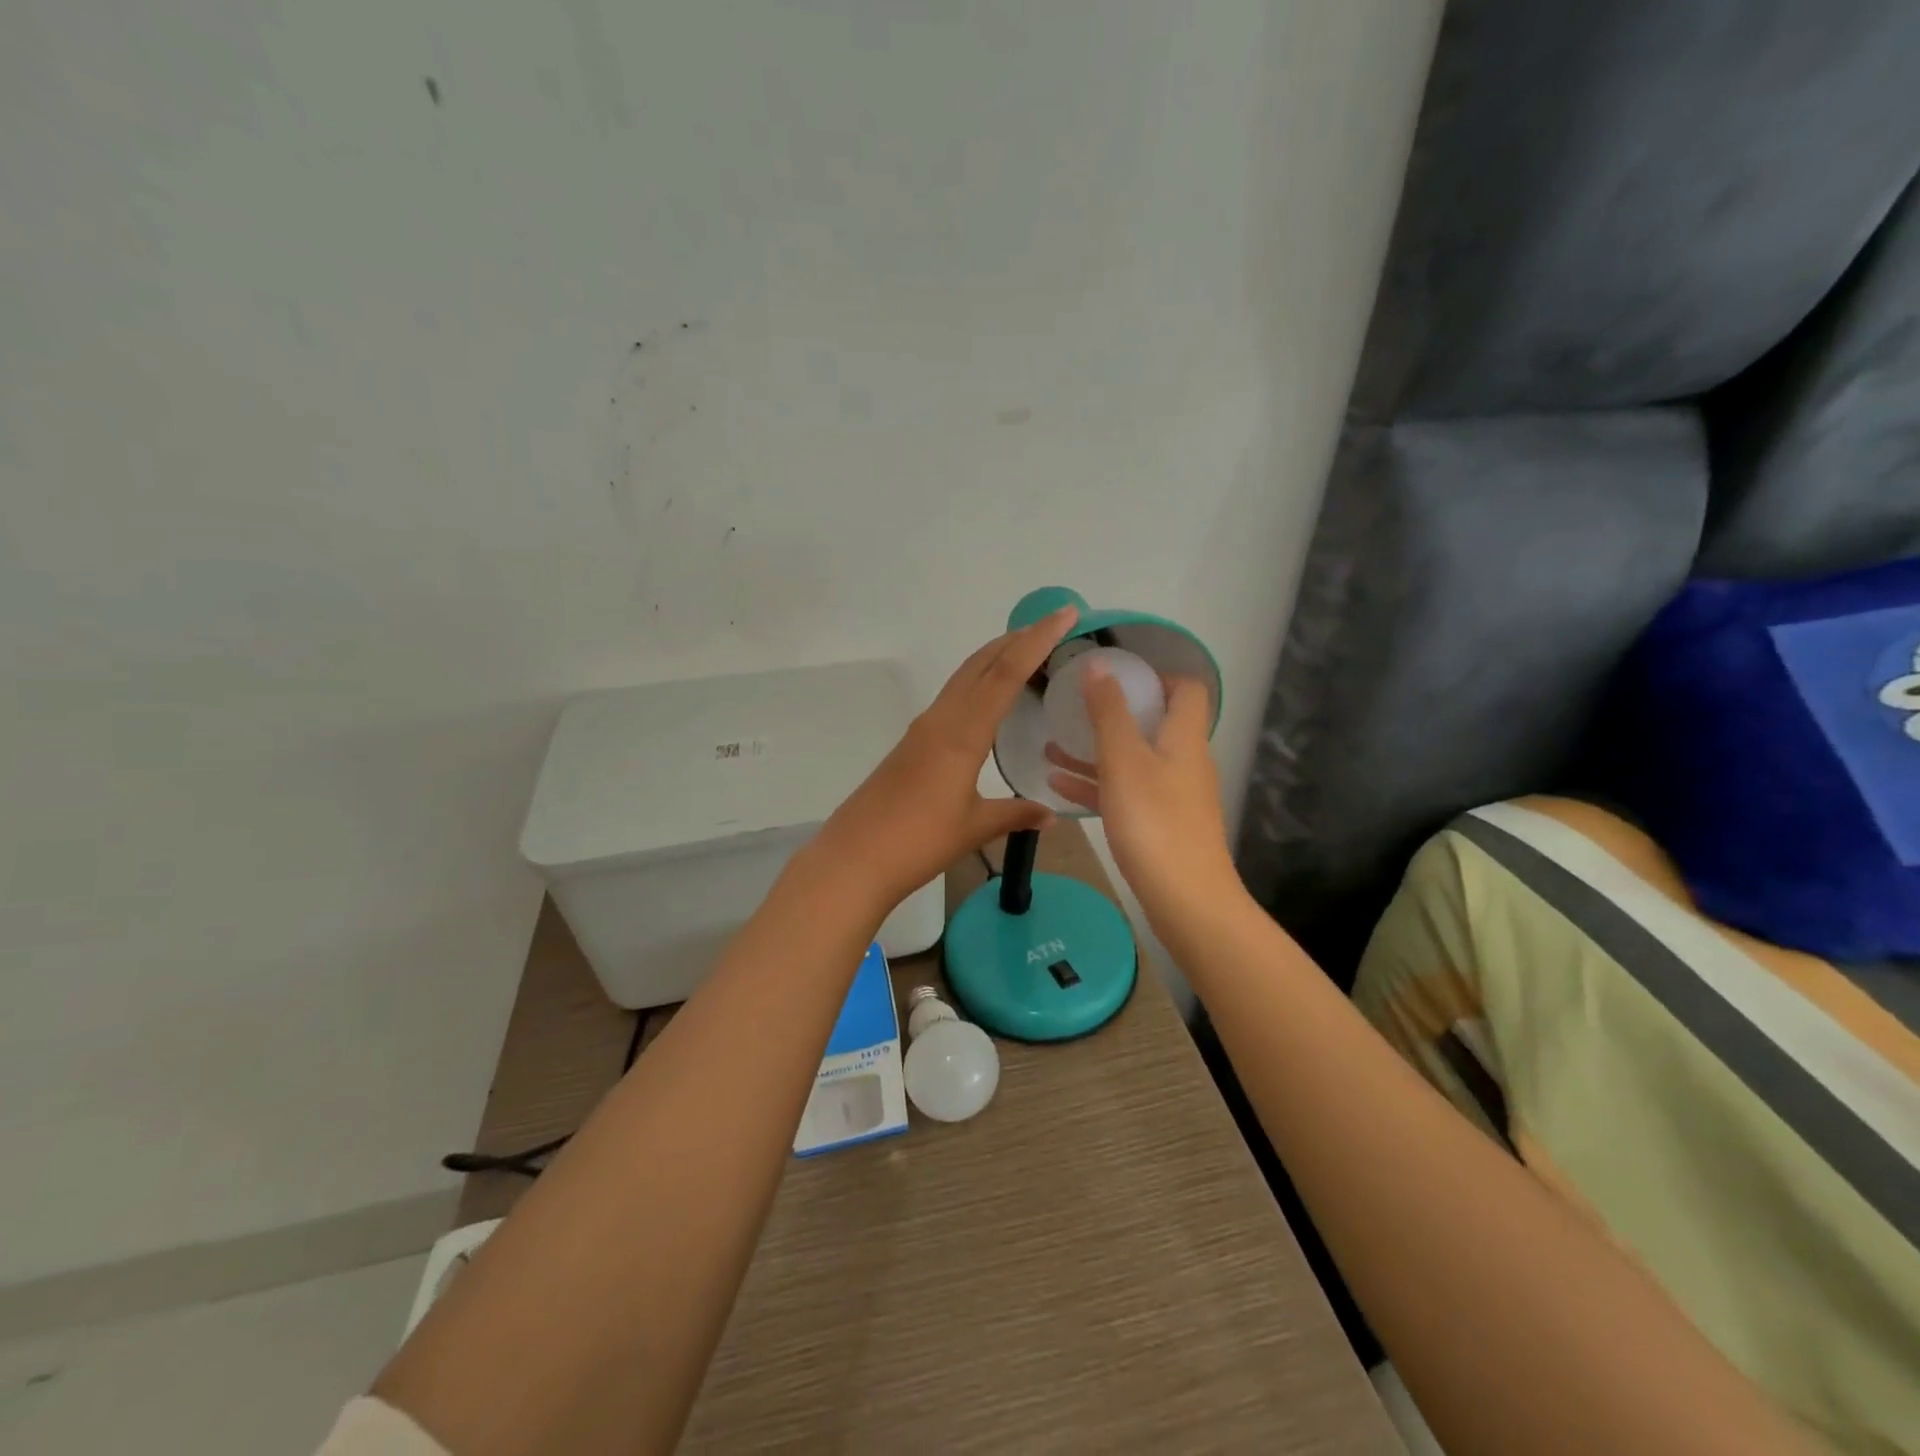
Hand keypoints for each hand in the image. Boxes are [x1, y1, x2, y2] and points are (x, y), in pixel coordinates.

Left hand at [811, 607, 1079, 910]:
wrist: (854, 858)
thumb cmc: (918, 841)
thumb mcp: (974, 827)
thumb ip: (1015, 814)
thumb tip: (1051, 815)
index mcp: (962, 732)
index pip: (1005, 673)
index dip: (1037, 640)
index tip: (1065, 614)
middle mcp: (941, 719)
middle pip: (981, 664)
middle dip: (1017, 639)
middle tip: (1053, 626)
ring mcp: (923, 729)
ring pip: (964, 678)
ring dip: (995, 659)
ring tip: (1028, 654)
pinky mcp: (912, 744)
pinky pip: (953, 699)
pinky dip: (978, 685)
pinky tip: (990, 702)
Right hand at [1043, 667, 1237, 923]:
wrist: (1186, 899)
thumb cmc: (1154, 821)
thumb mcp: (1124, 760)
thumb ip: (1109, 711)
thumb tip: (1099, 663)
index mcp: (1184, 737)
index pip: (1185, 689)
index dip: (1154, 676)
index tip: (1113, 676)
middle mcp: (1184, 761)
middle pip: (1153, 724)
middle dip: (1112, 714)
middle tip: (1073, 708)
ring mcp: (1173, 795)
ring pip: (1132, 761)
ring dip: (1095, 752)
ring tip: (1051, 747)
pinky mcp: (1161, 825)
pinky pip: (1126, 793)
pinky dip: (1096, 785)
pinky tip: (1058, 786)